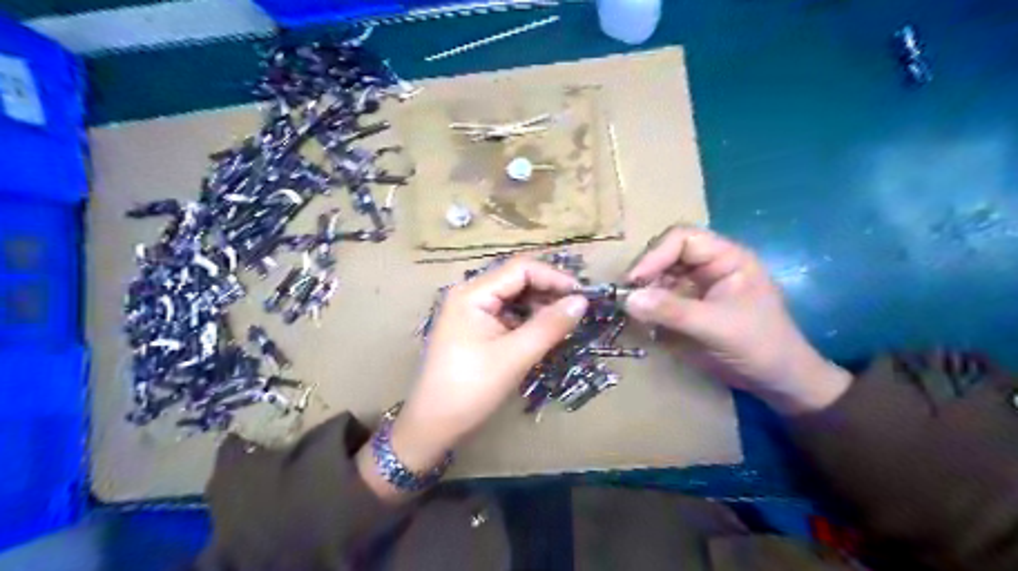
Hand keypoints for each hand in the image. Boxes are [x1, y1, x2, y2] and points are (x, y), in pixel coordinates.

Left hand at [356, 258, 584, 496]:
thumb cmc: (471, 388)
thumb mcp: (515, 356)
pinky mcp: (474, 328)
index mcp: (472, 293)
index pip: (520, 269)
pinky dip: (527, 320)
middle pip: (516, 280)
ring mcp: (470, 311)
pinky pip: (506, 314)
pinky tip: (544, 332)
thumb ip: (549, 325)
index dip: (553, 277)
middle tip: (578, 309)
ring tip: (565, 321)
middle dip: (548, 291)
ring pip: (513, 298)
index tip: (582, 295)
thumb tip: (582, 301)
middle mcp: (469, 295)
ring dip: (539, 306)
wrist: (433, 424)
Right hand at [621, 226, 853, 414]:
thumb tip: (627, 299)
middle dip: (645, 273)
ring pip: (658, 277)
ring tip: (630, 310)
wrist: (777, 381)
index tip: (634, 280)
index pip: (682, 239)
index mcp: (726, 257)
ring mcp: (696, 287)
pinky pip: (659, 299)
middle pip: (665, 255)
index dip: (655, 254)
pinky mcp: (687, 307)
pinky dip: (647, 308)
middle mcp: (708, 266)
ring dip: (643, 291)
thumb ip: (673, 311)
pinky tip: (641, 321)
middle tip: (626, 296)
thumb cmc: (760, 346)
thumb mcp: (717, 327)